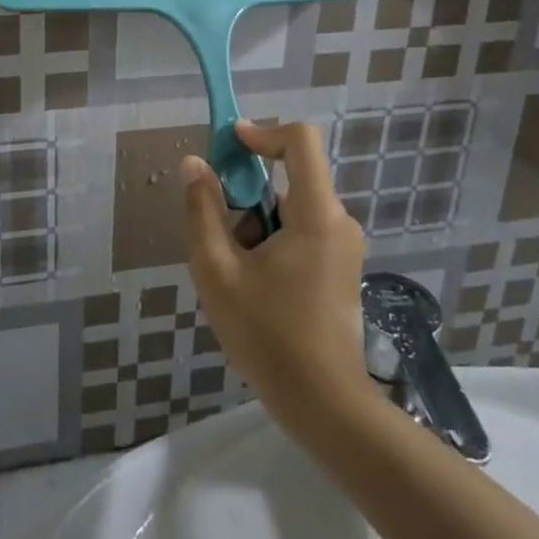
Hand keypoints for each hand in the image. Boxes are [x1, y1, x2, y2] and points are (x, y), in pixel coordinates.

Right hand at [182, 120, 369, 420]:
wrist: (325, 405)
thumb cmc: (269, 336)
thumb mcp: (218, 272)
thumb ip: (203, 211)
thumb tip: (194, 164)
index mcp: (316, 214)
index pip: (300, 140)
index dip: (262, 132)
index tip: (228, 145)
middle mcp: (338, 220)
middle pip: (289, 178)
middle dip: (247, 196)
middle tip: (220, 235)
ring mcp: (344, 245)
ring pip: (292, 208)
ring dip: (257, 225)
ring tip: (235, 273)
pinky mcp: (341, 266)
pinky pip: (302, 231)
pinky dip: (273, 241)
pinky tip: (255, 287)